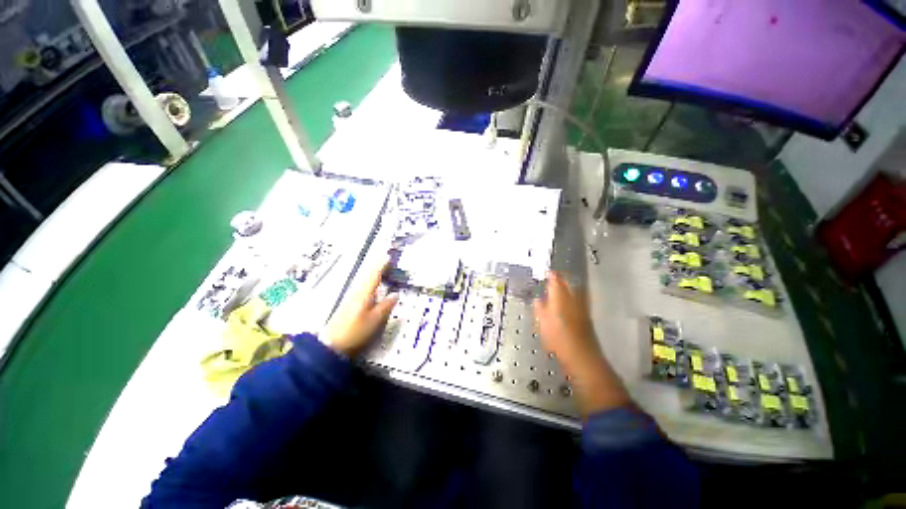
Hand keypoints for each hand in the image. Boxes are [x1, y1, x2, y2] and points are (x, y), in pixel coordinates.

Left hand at [321, 260, 397, 355]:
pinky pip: (362, 286)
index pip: (374, 275)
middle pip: (368, 275)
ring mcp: (351, 297)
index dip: (382, 265)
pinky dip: (368, 281)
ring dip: (372, 272)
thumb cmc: (355, 331)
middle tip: (386, 258)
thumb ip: (386, 306)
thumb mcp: (375, 320)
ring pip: (364, 280)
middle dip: (377, 266)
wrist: (332, 345)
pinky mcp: (349, 304)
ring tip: (381, 267)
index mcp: (364, 293)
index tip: (388, 256)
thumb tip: (395, 294)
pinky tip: (371, 284)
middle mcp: (357, 292)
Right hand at [533, 272, 629, 417]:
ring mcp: (581, 306)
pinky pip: (580, 298)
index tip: (547, 272)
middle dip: (561, 278)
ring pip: (576, 289)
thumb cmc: (557, 338)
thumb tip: (538, 299)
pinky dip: (575, 294)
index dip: (551, 275)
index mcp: (560, 298)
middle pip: (568, 283)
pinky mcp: (586, 314)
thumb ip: (540, 308)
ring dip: (569, 284)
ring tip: (562, 284)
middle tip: (554, 276)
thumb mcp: (542, 322)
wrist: (580, 355)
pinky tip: (571, 297)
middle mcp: (573, 299)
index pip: (556, 281)